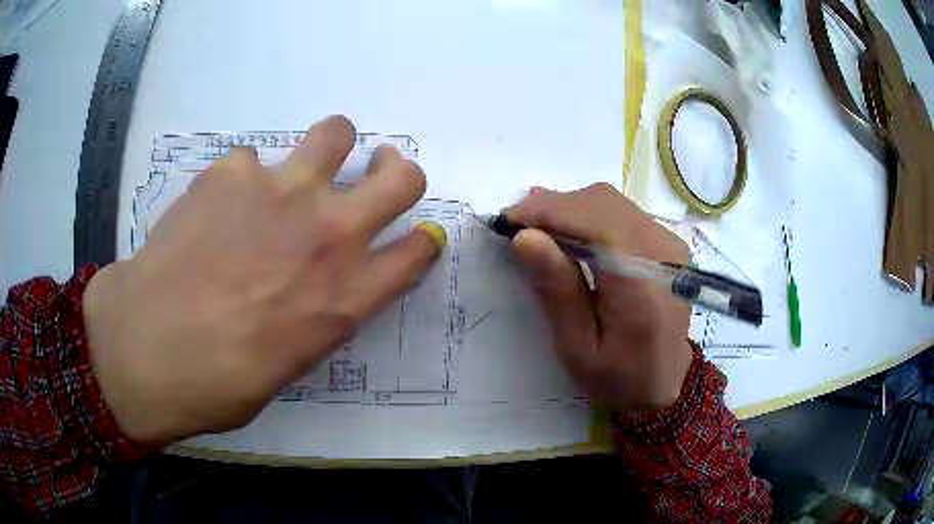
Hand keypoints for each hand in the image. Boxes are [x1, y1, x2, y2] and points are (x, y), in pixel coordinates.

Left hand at [83, 116, 442, 446]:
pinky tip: (214, 209)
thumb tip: (319, 284)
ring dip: (330, 147)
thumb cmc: (223, 379)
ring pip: (337, 133)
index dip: (422, 239)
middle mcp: (329, 232)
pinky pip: (250, 160)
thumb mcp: (292, 362)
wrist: (150, 346)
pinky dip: (242, 180)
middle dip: (397, 172)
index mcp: (347, 295)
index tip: (415, 235)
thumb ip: (320, 312)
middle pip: (402, 178)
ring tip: (299, 169)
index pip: (417, 251)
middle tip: (377, 172)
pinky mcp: (233, 170)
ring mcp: (283, 190)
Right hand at [508, 183, 692, 417]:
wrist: (664, 381)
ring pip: (610, 202)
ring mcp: (669, 243)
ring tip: (536, 229)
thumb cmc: (619, 377)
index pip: (598, 224)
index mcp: (644, 286)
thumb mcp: (578, 347)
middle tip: (517, 226)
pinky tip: (567, 233)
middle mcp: (664, 253)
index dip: (550, 212)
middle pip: (603, 203)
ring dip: (569, 209)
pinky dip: (587, 216)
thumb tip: (525, 237)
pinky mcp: (665, 242)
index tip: (508, 219)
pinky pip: (620, 212)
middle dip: (554, 207)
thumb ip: (558, 291)